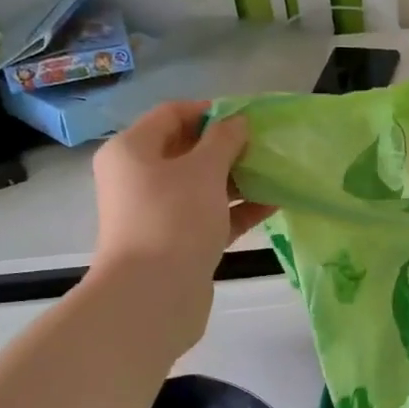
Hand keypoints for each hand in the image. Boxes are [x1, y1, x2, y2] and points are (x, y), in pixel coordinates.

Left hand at [88, 101, 273, 348]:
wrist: (153, 296)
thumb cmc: (173, 218)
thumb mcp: (203, 170)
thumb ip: (224, 140)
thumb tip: (238, 122)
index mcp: (132, 151)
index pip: (172, 114)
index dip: (210, 111)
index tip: (248, 117)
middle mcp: (139, 179)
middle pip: (187, 151)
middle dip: (228, 147)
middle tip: (266, 145)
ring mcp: (158, 213)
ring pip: (202, 186)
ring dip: (238, 178)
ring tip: (276, 172)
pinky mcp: (179, 243)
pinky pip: (211, 216)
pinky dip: (238, 209)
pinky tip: (273, 203)